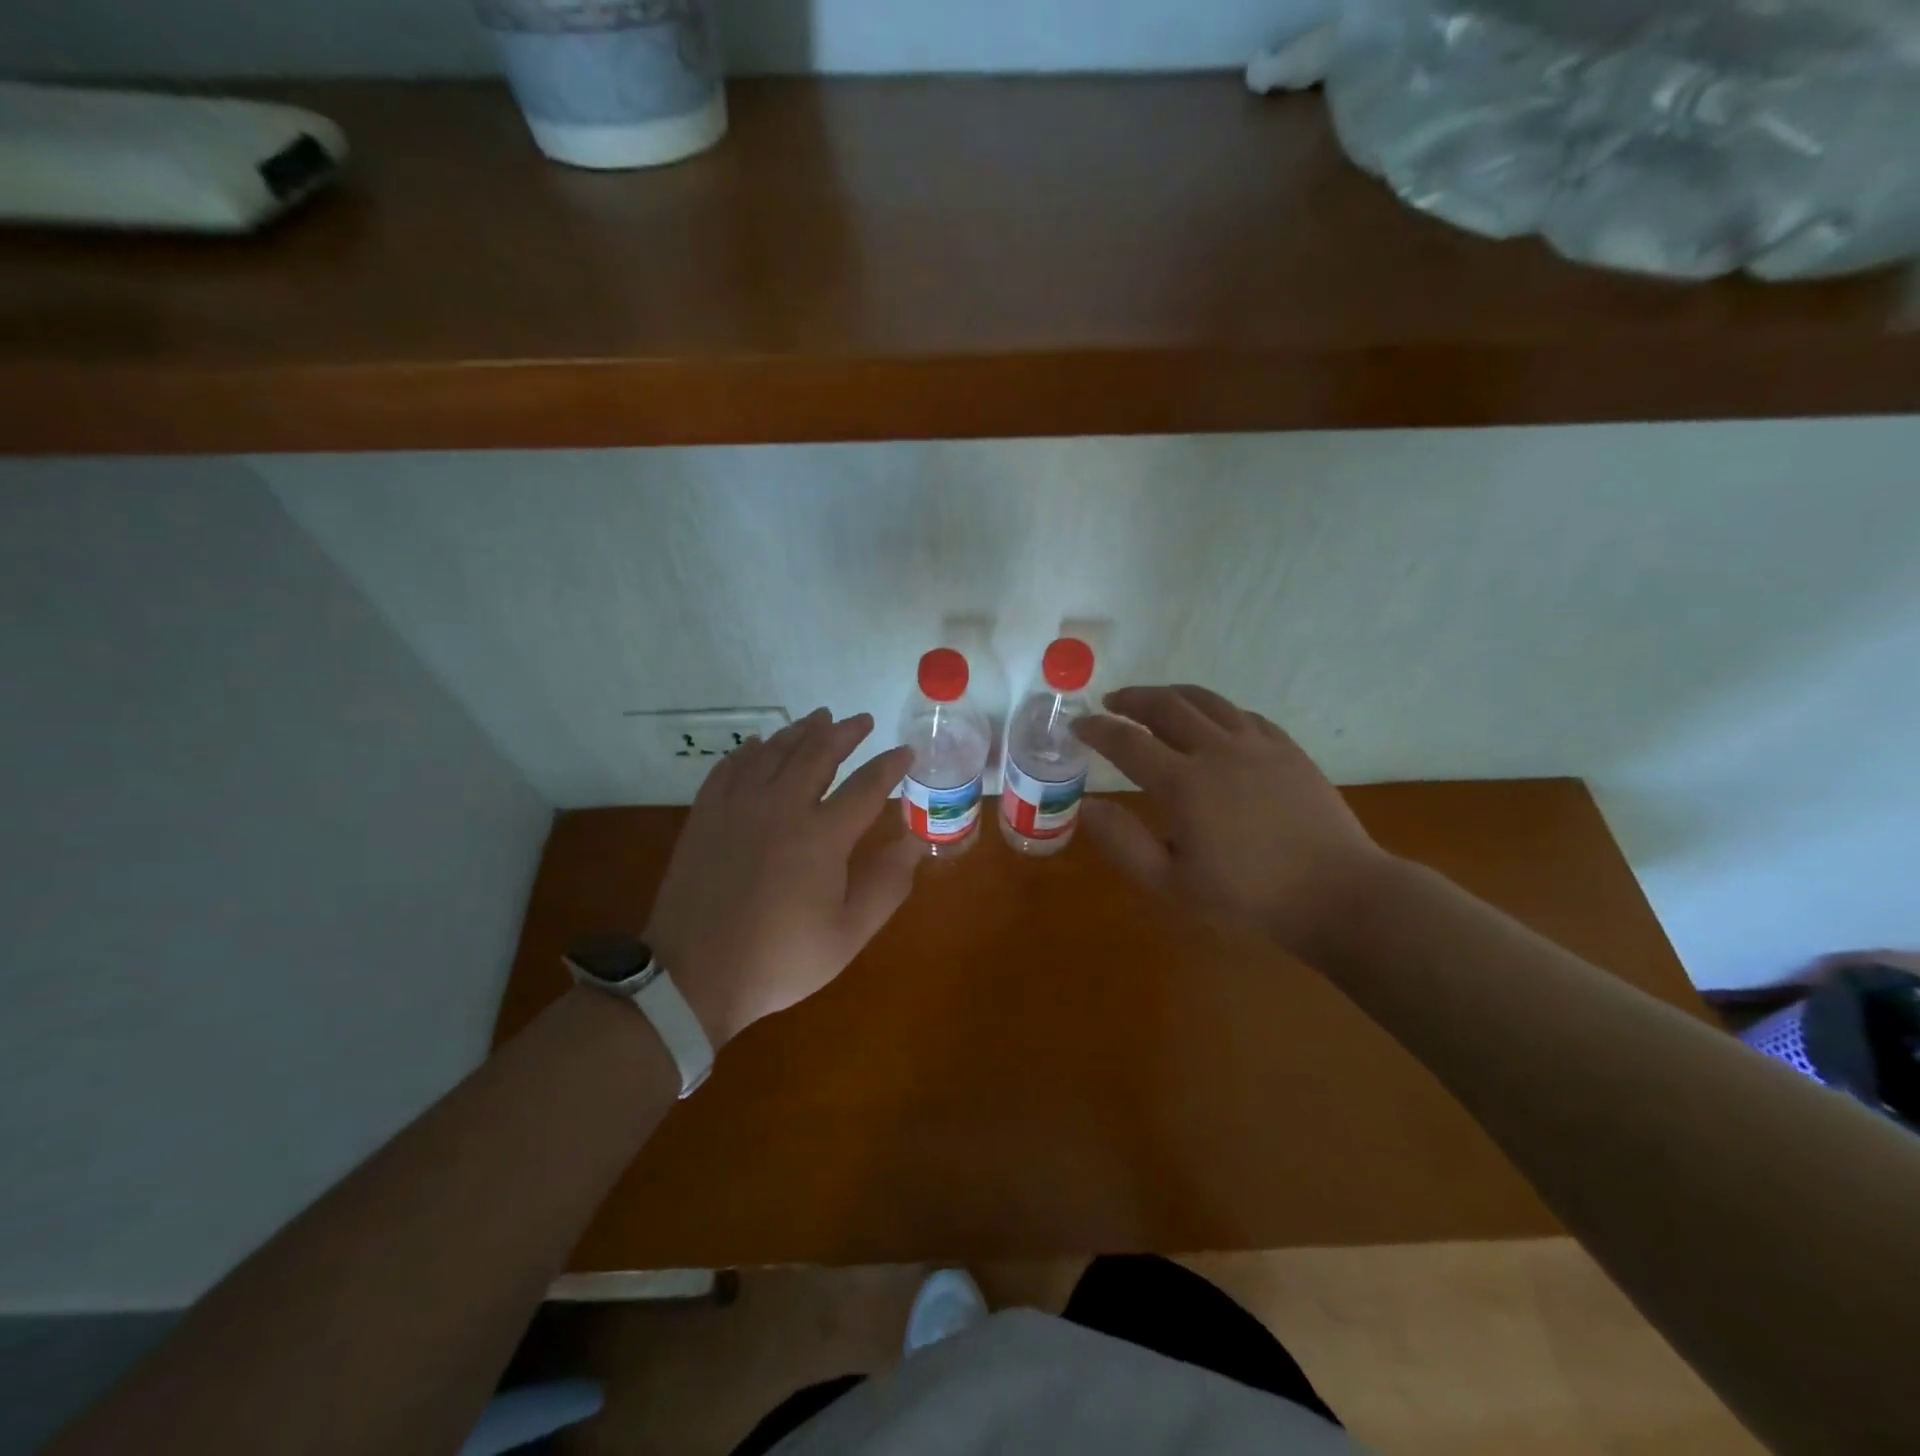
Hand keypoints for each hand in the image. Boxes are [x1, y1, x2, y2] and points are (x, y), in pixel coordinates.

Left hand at [643, 709, 919, 1046]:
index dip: (890, 765)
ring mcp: (738, 806)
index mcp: (822, 836)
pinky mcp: (706, 814)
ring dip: (802, 731)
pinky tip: (760, 745)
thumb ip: (887, 884)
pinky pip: (731, 766)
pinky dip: (751, 750)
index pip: (867, 786)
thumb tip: (915, 842)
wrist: (695, 975)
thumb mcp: (848, 934)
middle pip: (818, 752)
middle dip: (846, 733)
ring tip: (820, 718)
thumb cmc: (781, 959)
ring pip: (775, 750)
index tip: (905, 751)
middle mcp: (781, 806)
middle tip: (862, 721)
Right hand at [1072, 685, 1390, 956]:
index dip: (1097, 730)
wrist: (1336, 893)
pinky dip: (1215, 709)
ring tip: (1154, 700)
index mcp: (1184, 783)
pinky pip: (1242, 714)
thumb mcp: (1172, 884)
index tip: (1079, 726)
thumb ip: (1124, 844)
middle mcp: (1217, 750)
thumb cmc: (1248, 897)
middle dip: (1132, 699)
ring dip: (1172, 694)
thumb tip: (1087, 807)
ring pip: (1206, 700)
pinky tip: (1211, 720)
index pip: (1127, 742)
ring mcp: (1257, 744)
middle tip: (1111, 701)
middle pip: (1165, 706)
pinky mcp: (1287, 749)